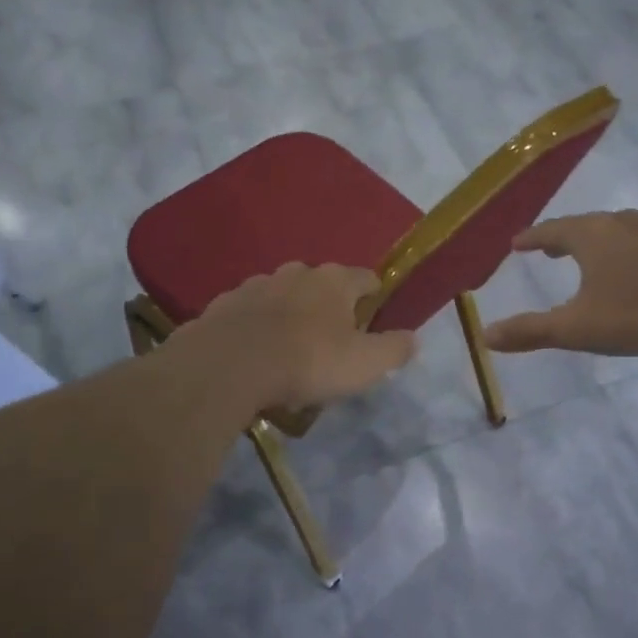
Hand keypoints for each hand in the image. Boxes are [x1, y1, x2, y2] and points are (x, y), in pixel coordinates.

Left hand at [185, 263, 416, 412]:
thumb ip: (395, 349)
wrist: (229, 365)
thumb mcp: (366, 364)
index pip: (367, 279)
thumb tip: (412, 338)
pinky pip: (250, 312)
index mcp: (336, 280)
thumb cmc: (308, 361)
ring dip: (291, 315)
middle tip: (330, 345)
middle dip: (329, 308)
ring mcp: (257, 284)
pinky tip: (255, 354)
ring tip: (288, 352)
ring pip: (284, 295)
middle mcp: (298, 272)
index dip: (374, 301)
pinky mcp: (225, 303)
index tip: (372, 327)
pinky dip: (257, 326)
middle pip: (323, 285)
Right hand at [482, 211, 637, 355]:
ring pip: (615, 231)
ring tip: (590, 256)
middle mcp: (619, 224)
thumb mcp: (577, 327)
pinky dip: (627, 251)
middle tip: (551, 248)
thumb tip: (486, 335)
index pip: (550, 231)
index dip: (532, 238)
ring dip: (597, 242)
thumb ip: (531, 331)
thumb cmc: (636, 311)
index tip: (517, 243)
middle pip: (583, 226)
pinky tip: (635, 269)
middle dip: (564, 237)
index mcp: (590, 236)